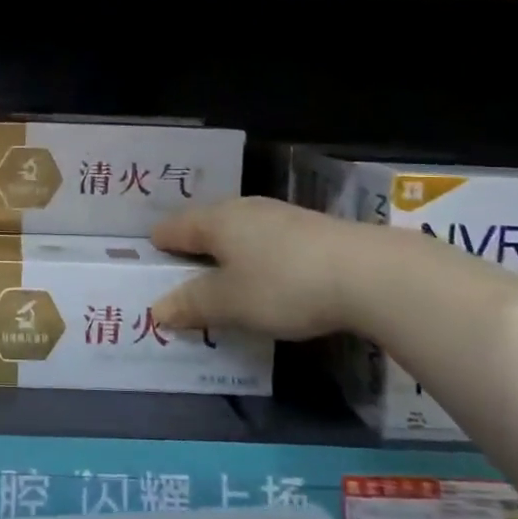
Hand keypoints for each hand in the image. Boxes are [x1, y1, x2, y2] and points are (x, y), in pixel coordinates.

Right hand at [151, 196, 361, 339]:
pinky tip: (265, 279)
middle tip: (181, 275)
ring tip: (221, 280)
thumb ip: (191, 305)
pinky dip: (255, 259)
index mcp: (215, 221)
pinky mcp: (310, 230)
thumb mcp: (229, 303)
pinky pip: (266, 242)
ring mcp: (280, 216)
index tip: (149, 261)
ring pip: (238, 232)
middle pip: (206, 225)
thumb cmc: (283, 285)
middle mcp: (244, 209)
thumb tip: (157, 308)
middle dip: (192, 248)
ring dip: (226, 254)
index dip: (158, 245)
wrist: (368, 273)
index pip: (173, 227)